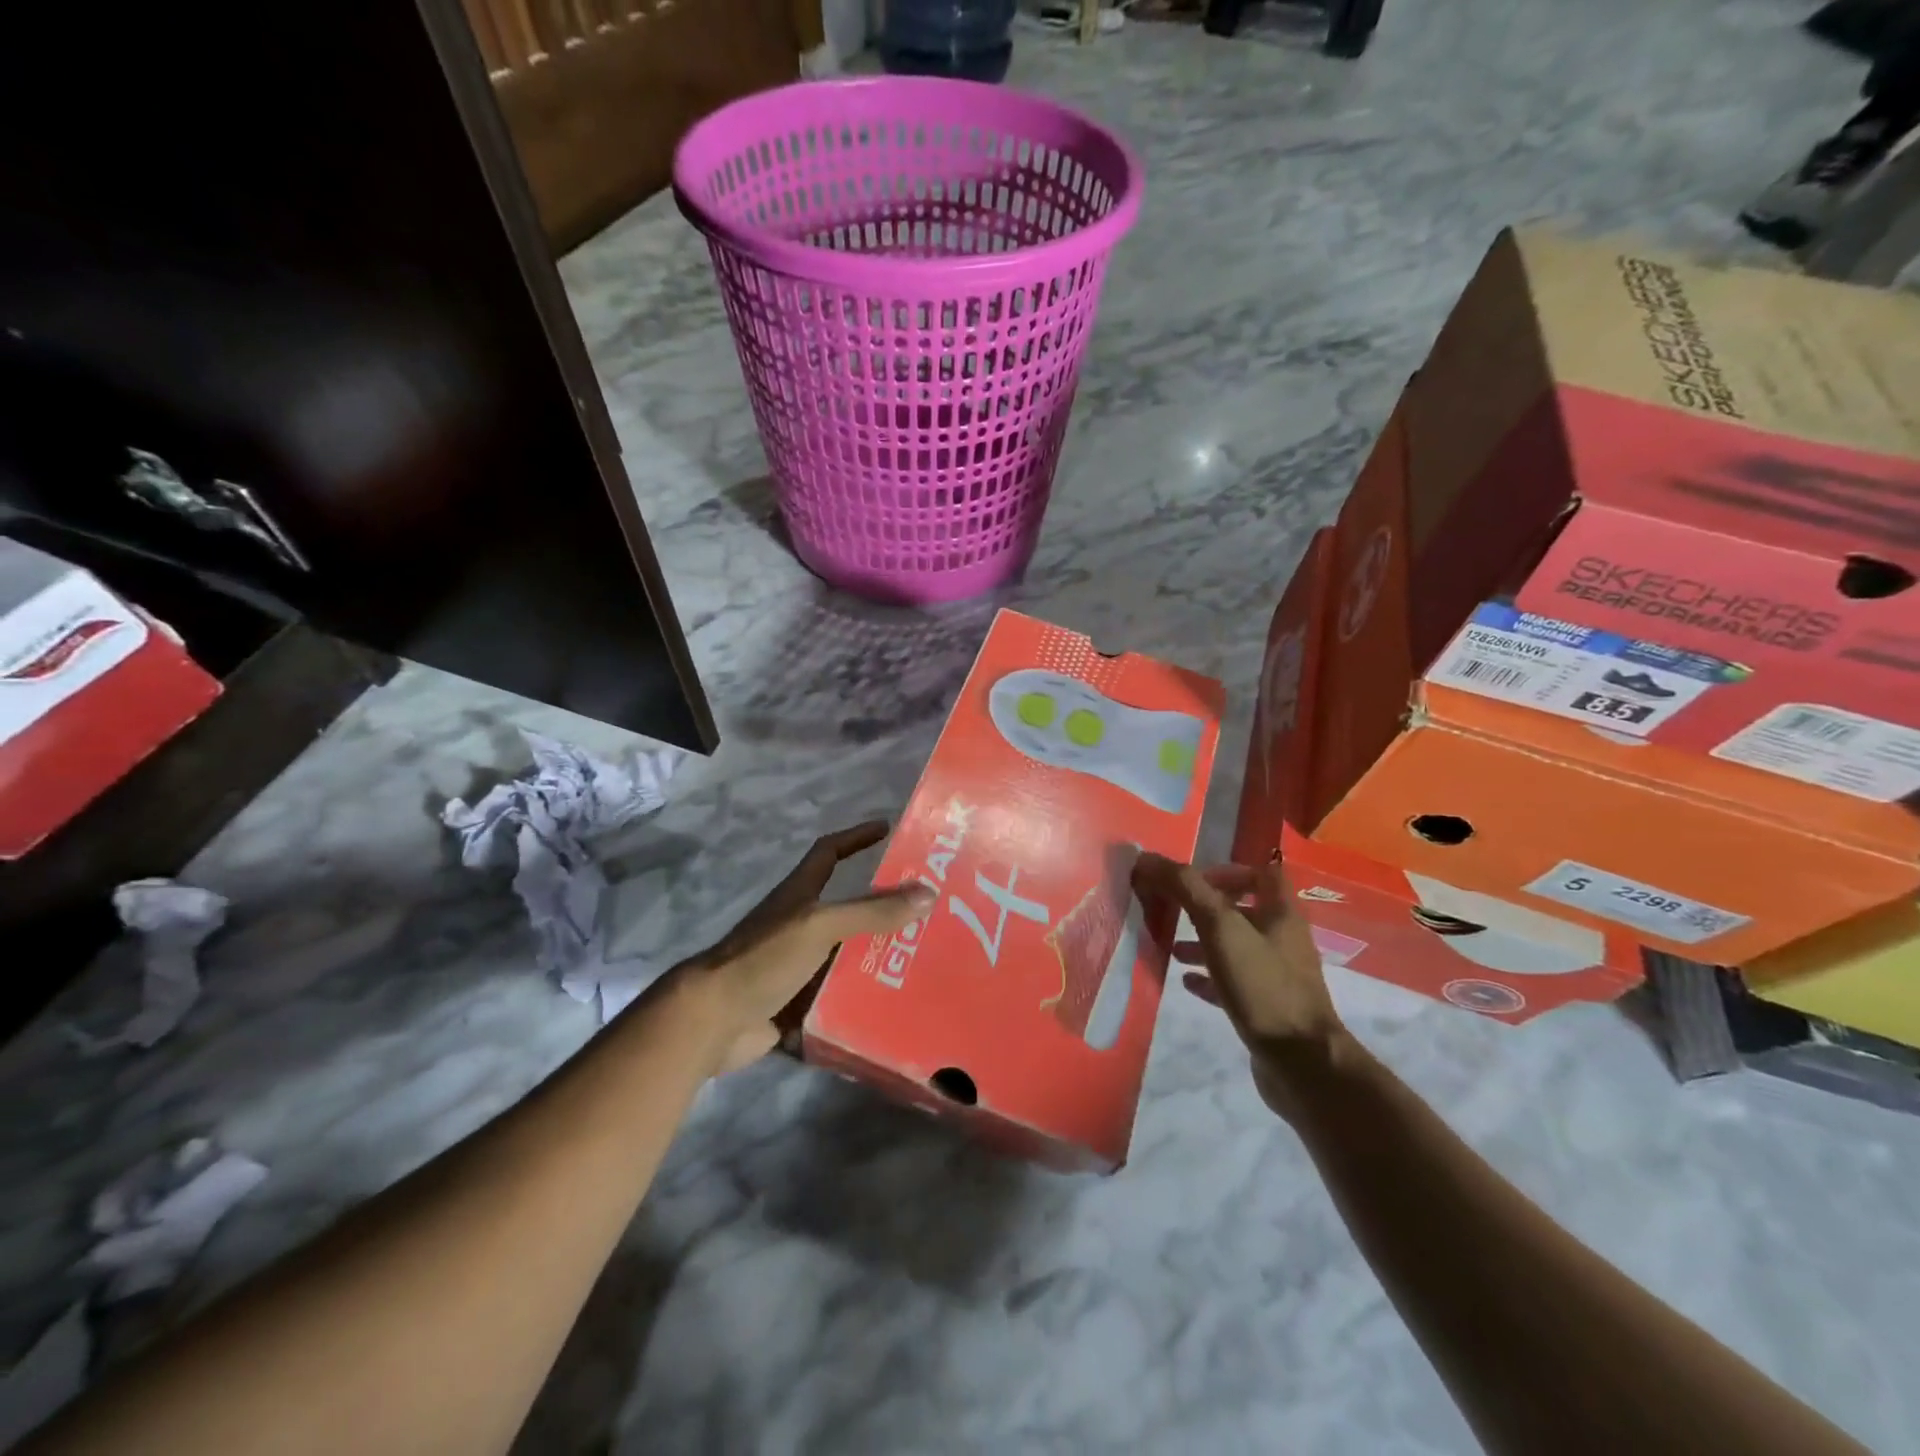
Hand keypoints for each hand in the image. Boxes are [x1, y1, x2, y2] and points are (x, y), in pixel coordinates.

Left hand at [680, 822, 933, 1073]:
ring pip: (846, 955)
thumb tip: (928, 893)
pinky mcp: (797, 1002)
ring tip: (923, 961)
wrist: (713, 1019)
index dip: (856, 837)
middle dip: (883, 908)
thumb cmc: (764, 957)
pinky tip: (895, 1004)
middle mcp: (799, 925)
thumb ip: (872, 911)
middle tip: (927, 911)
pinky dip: (862, 998)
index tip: (886, 828)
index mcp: (800, 895)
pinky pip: (838, 996)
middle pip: (847, 908)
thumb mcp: (821, 925)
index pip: (829, 852)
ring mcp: (797, 965)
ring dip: (878, 957)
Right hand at [1131, 853, 1348, 1117]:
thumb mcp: (1220, 928)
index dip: (1227, 871)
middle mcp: (1282, 939)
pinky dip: (1208, 977)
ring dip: (1202, 942)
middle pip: (1243, 910)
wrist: (1301, 1064)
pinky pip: (1233, 982)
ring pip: (1235, 947)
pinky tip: (1185, 982)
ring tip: (1169, 947)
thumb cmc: (1262, 986)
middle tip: (1171, 911)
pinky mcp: (1267, 1007)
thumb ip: (1185, 889)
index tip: (1193, 881)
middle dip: (1204, 908)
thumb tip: (1147, 857)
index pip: (1261, 874)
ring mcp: (1276, 976)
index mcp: (1281, 914)